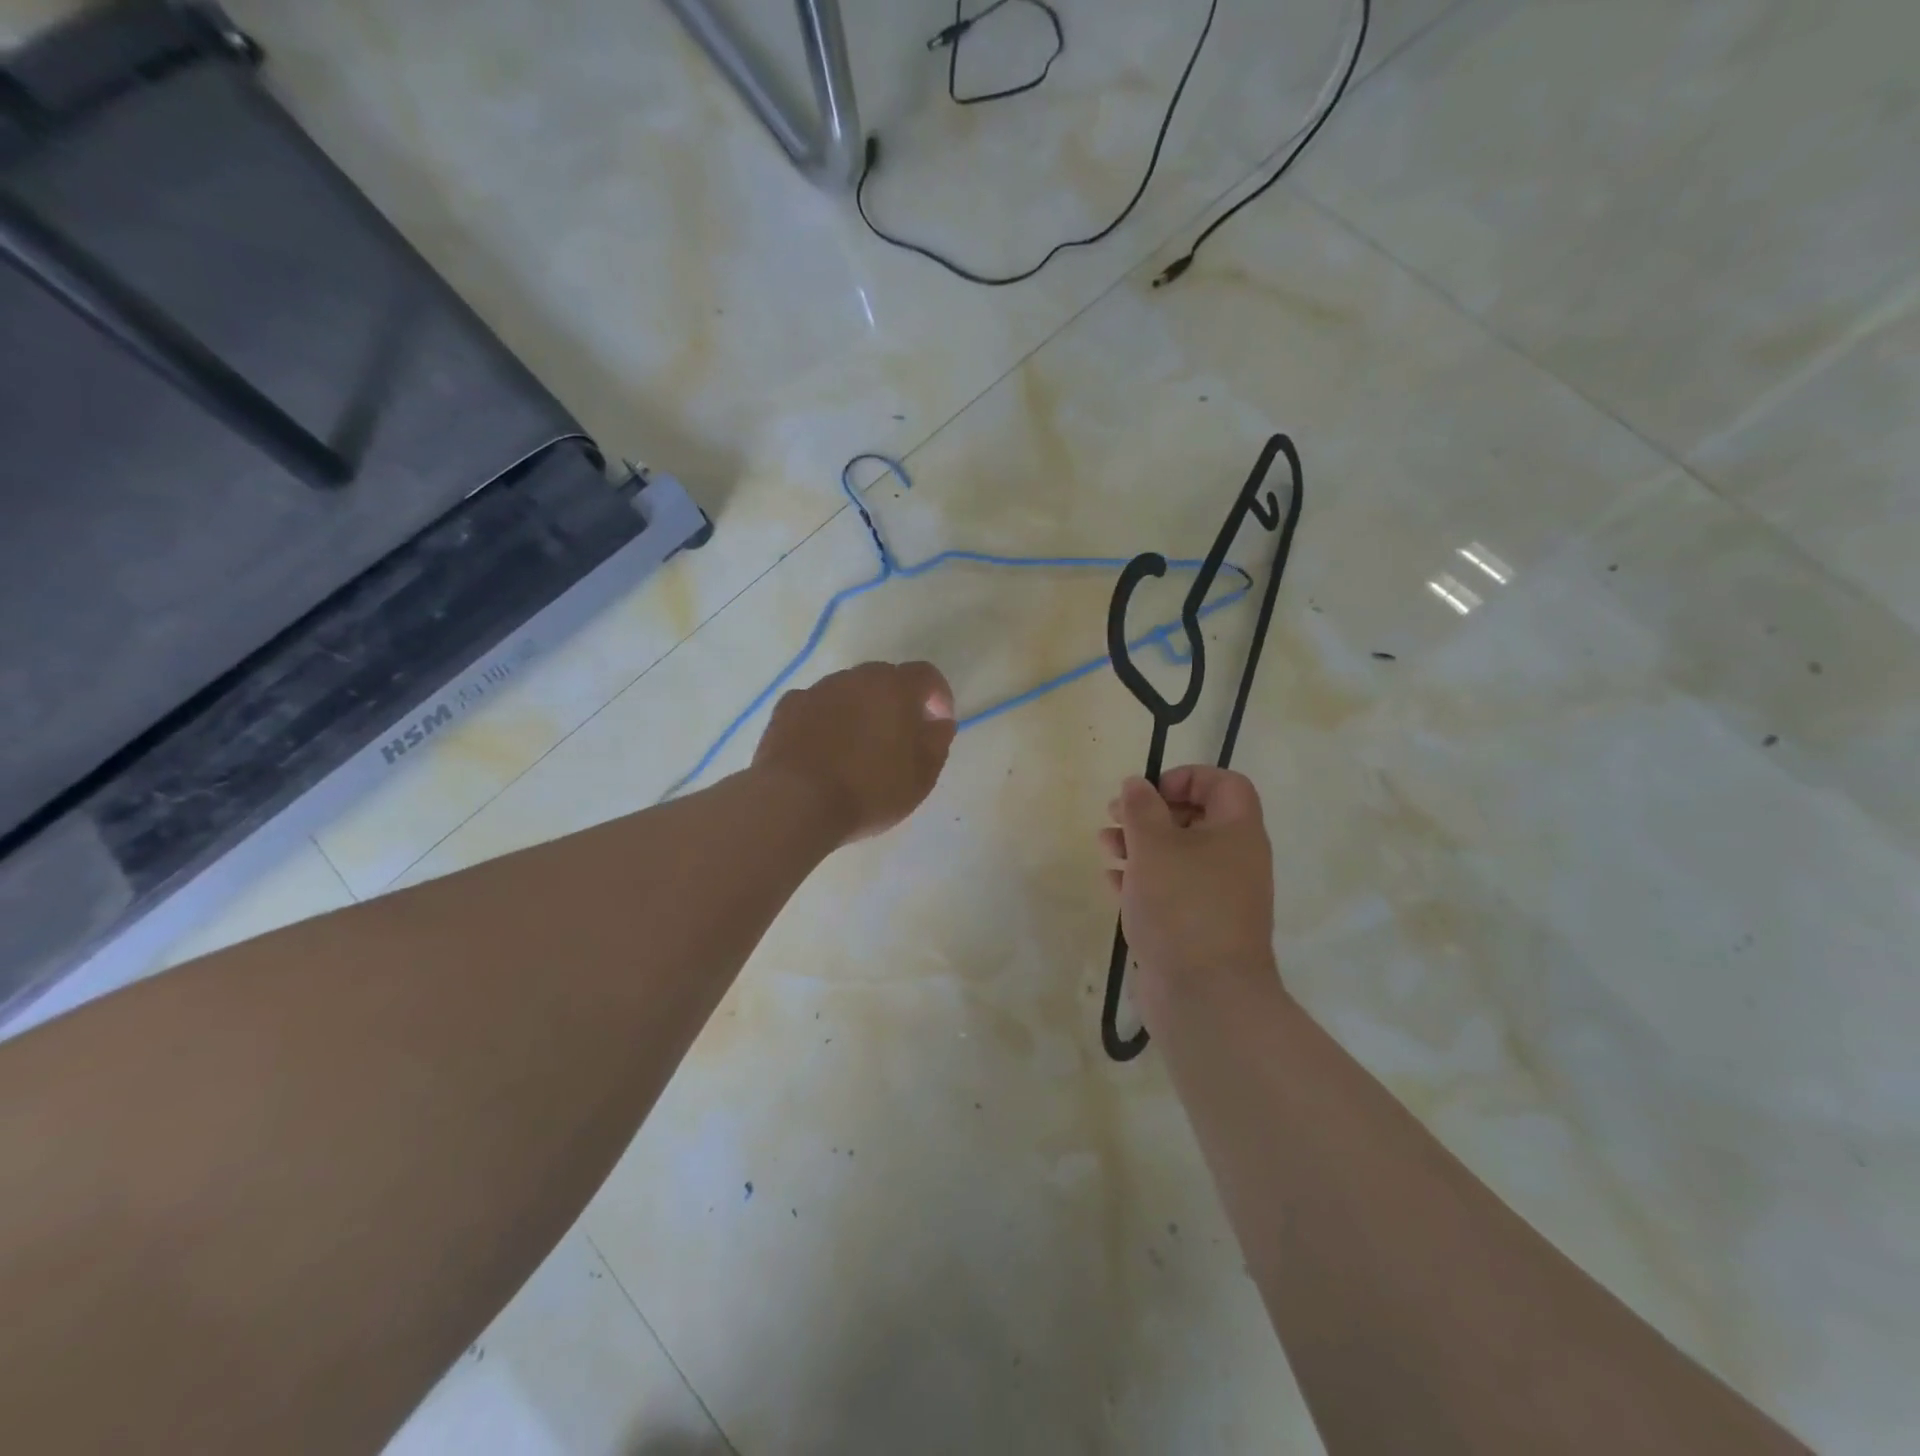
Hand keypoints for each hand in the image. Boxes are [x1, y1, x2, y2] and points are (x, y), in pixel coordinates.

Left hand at [752, 660, 956, 845]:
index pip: (926, 675)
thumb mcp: (921, 777)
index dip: (938, 696)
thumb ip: (937, 742)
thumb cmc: (869, 790)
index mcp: (894, 688)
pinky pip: (816, 706)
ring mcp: (817, 690)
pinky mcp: (786, 708)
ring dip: (860, 709)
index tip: (938, 723)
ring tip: (858, 747)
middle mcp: (856, 678)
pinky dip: (826, 719)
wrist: (796, 803)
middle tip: (900, 737)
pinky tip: (823, 748)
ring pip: (848, 690)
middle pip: (885, 678)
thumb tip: (939, 722)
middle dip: (898, 701)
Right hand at [1099, 766, 1277, 1029]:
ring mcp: (1217, 897)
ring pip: (1178, 856)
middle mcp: (1234, 860)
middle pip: (1195, 819)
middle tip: (1115, 815)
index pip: (1224, 784)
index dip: (1187, 777)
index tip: (1149, 792)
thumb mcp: (1155, 846)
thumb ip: (1142, 808)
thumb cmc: (1182, 906)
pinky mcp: (1197, 926)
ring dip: (1140, 844)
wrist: (1206, 996)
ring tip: (1105, 845)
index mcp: (1237, 832)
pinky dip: (1142, 879)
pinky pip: (1170, 890)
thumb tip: (1137, 783)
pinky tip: (1112, 881)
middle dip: (1151, 812)